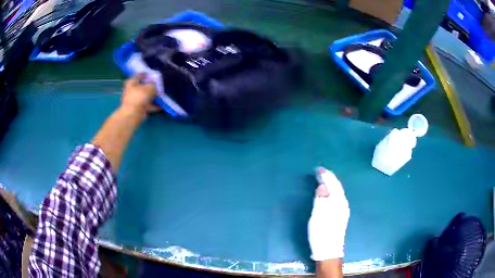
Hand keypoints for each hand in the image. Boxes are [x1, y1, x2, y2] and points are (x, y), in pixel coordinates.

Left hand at [121, 74, 157, 114]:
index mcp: (132, 82)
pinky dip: (153, 106)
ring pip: (145, 96)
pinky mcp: (137, 108)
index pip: (139, 75)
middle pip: (142, 86)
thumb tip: (155, 85)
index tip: (153, 74)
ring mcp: (134, 100)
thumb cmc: (140, 96)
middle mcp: (131, 90)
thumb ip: (154, 84)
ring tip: (161, 95)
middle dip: (150, 86)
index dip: (146, 74)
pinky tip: (161, 106)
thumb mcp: (150, 87)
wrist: (134, 113)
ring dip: (152, 96)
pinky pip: (147, 105)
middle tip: (158, 85)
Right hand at [308, 167, 349, 260]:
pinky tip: (329, 193)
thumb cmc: (321, 233)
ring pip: (338, 192)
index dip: (326, 175)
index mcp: (338, 202)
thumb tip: (322, 187)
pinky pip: (337, 197)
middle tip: (320, 172)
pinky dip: (332, 191)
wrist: (329, 251)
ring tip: (323, 179)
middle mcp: (343, 204)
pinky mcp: (341, 216)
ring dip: (331, 184)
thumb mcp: (318, 217)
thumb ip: (320, 200)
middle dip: (329, 178)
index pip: (333, 184)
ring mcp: (343, 210)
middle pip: (337, 187)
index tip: (318, 169)